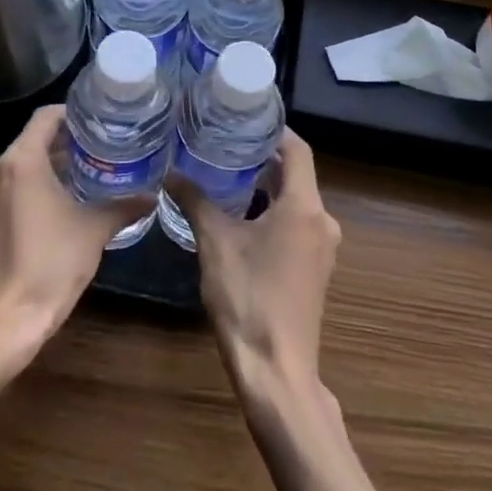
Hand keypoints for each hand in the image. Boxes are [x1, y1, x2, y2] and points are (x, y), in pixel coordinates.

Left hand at [0, 106, 148, 355]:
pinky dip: (40, 181)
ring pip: (25, 161)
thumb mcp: (95, 229)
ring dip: (55, 161)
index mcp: (23, 161)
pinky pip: (16, 183)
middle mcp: (0, 169)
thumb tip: (153, 195)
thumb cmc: (51, 263)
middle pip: (36, 137)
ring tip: (93, 167)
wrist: (8, 319)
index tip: (102, 120)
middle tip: (105, 142)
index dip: (75, 112)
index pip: (46, 116)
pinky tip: (69, 196)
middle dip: (70, 138)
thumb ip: (124, 206)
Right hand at [174, 128, 340, 396]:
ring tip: (226, 174)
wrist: (277, 373)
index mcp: (305, 207)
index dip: (274, 130)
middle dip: (262, 158)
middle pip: (296, 174)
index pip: (297, 149)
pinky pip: (296, 225)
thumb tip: (170, 172)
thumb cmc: (248, 298)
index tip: (245, 117)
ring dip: (266, 187)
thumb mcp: (215, 243)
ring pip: (295, 202)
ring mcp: (322, 248)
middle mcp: (322, 221)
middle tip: (225, 143)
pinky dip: (272, 213)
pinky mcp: (314, 270)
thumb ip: (195, 202)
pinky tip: (241, 217)